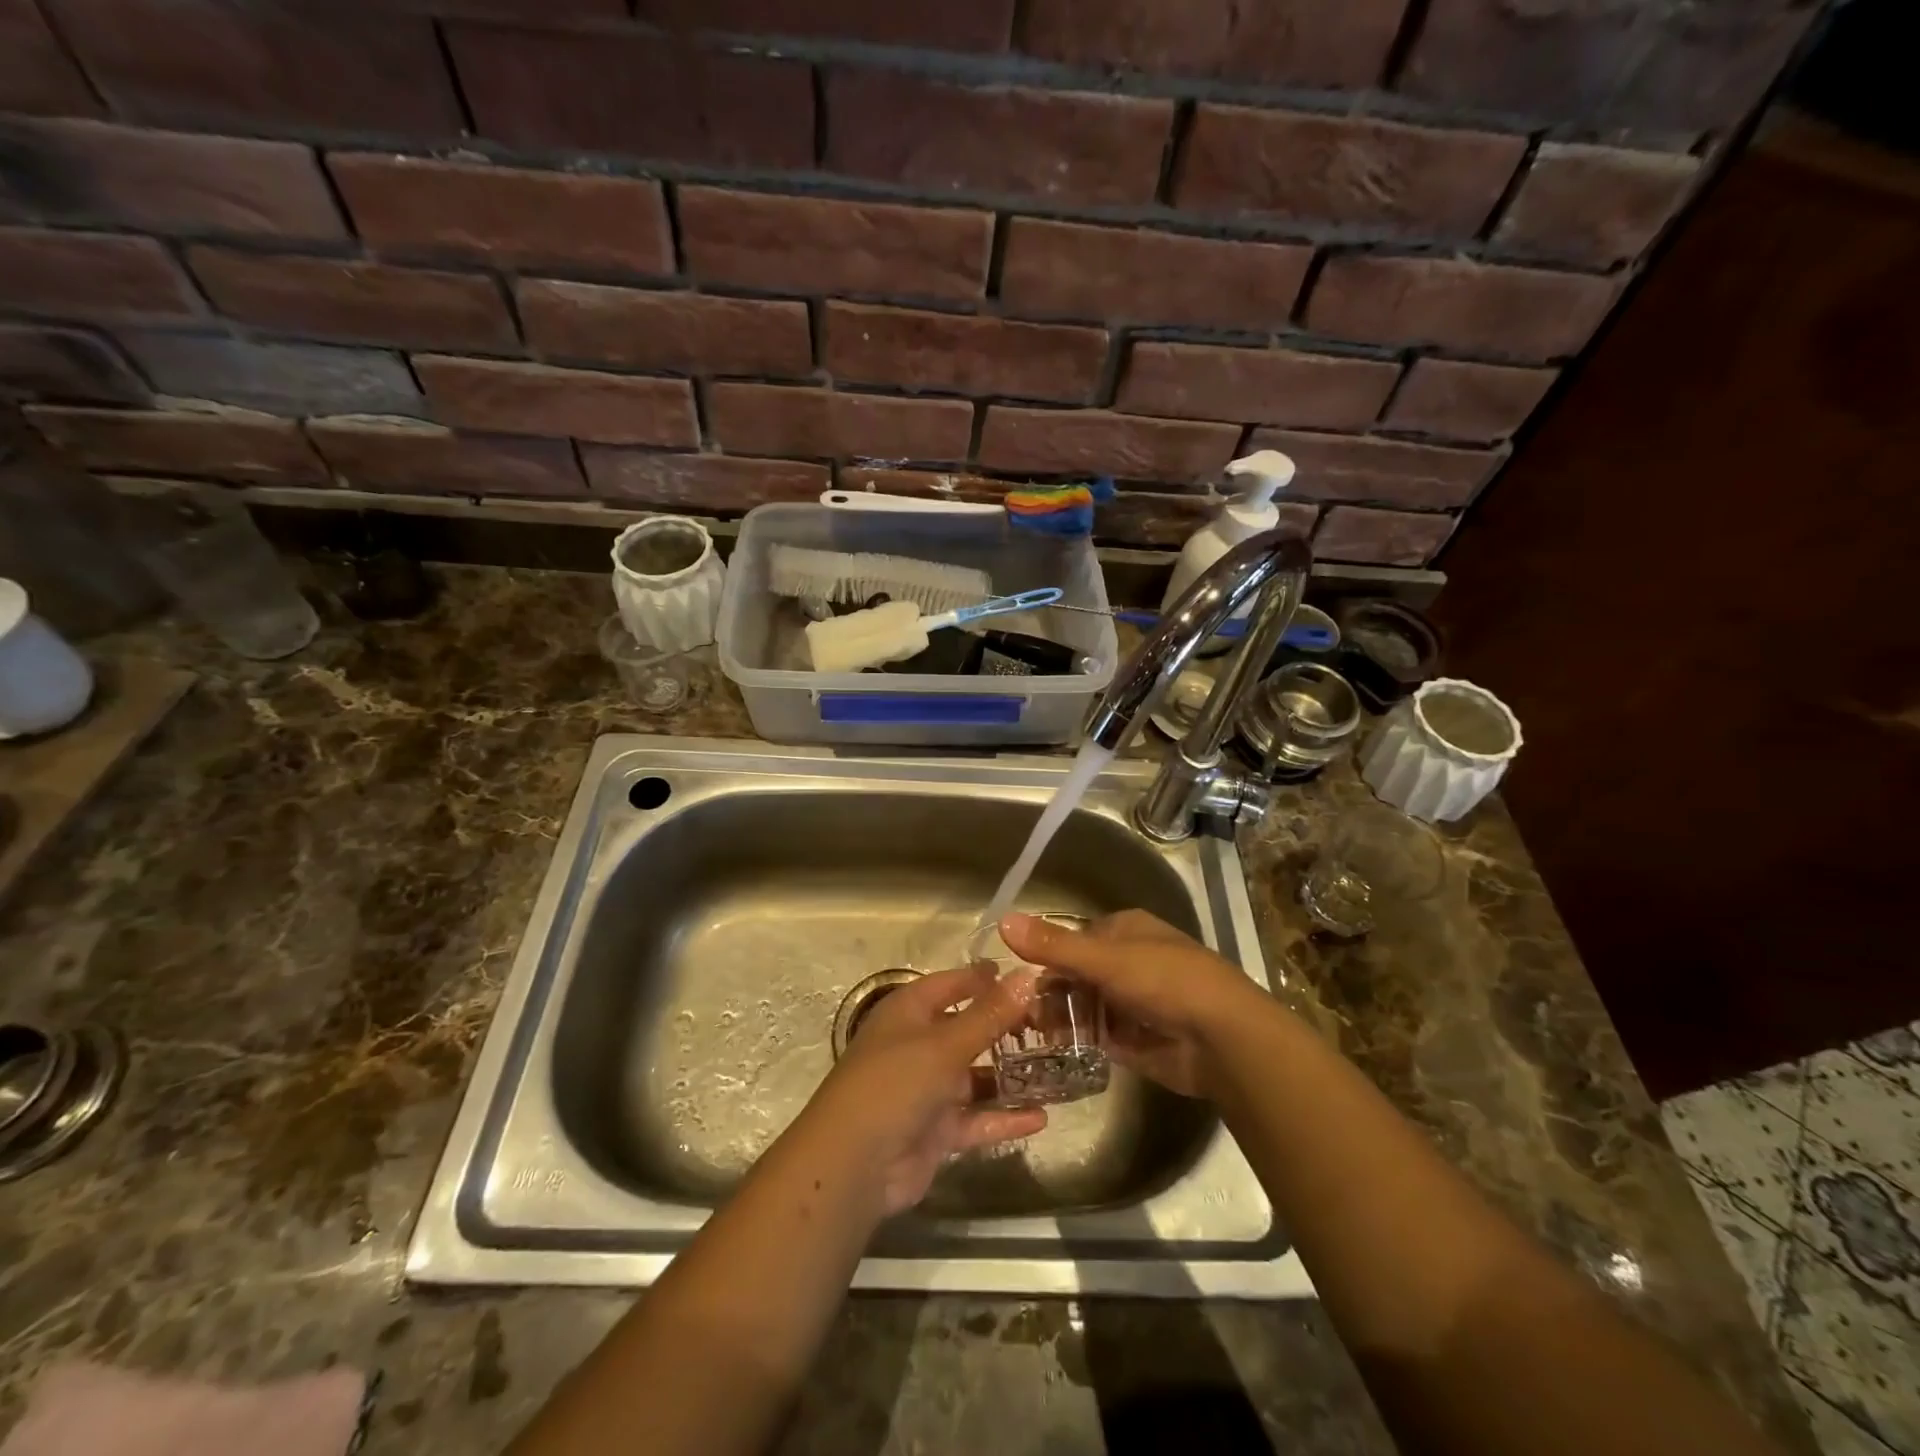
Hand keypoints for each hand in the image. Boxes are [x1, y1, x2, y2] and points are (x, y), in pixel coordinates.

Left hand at [797, 963, 1047, 1215]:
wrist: (854, 1164)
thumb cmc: (895, 1083)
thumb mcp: (945, 1044)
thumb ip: (989, 1015)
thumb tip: (1028, 976)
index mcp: (908, 1012)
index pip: (950, 984)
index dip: (983, 978)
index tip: (1024, 975)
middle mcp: (917, 1044)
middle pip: (966, 1028)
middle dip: (1004, 1027)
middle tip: (1053, 1024)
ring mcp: (927, 1089)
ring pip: (975, 1076)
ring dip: (1009, 1075)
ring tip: (1057, 1069)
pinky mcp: (936, 1129)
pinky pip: (977, 1118)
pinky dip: (1005, 1117)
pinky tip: (1042, 1117)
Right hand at [999, 909, 1262, 1097]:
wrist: (1223, 1039)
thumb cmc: (1164, 981)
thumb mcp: (1104, 958)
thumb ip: (1053, 945)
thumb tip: (1002, 921)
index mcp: (1125, 931)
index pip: (1074, 939)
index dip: (1045, 956)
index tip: (1014, 977)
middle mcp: (1129, 962)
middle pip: (1076, 974)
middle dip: (1048, 991)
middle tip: (1014, 1011)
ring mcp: (1133, 1002)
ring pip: (1083, 1005)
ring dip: (1057, 1017)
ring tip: (1023, 1033)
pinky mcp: (1135, 1039)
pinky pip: (1096, 1035)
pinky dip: (1075, 1040)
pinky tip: (1049, 1050)